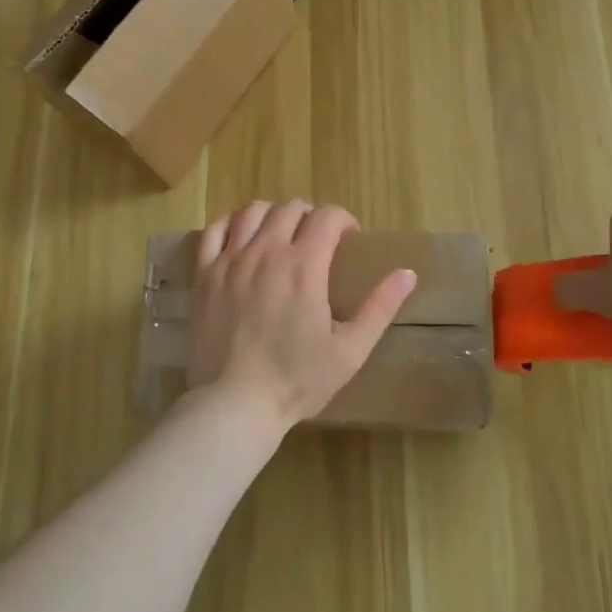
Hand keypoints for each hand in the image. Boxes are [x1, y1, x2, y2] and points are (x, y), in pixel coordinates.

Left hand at [186, 200, 417, 431]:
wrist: (234, 403)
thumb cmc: (296, 380)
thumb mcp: (350, 350)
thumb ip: (380, 307)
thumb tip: (408, 273)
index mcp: (304, 266)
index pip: (327, 216)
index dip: (343, 220)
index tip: (348, 238)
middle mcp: (267, 251)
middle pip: (291, 208)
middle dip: (311, 216)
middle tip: (318, 240)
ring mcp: (231, 260)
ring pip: (252, 212)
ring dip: (273, 215)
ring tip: (281, 234)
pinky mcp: (204, 275)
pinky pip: (214, 231)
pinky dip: (230, 224)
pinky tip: (240, 237)